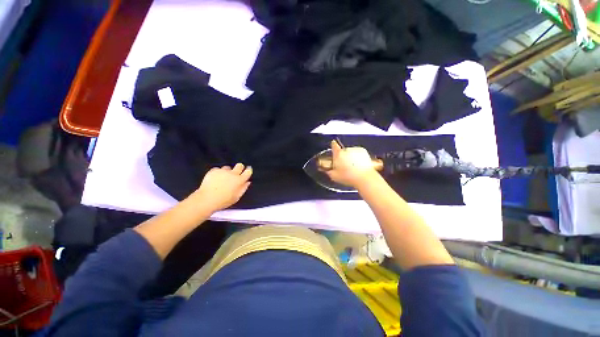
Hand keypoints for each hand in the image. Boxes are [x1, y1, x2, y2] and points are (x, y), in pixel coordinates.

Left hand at [193, 163, 251, 211]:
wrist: (207, 199)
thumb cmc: (223, 201)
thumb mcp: (236, 197)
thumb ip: (243, 188)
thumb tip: (247, 182)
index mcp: (239, 180)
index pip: (248, 171)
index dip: (249, 170)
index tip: (248, 170)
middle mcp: (233, 173)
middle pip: (239, 166)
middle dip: (240, 167)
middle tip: (237, 172)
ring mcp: (223, 171)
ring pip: (228, 168)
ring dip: (228, 171)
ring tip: (224, 178)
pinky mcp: (214, 171)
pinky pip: (218, 169)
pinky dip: (218, 173)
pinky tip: (216, 179)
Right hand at [325, 140, 378, 187]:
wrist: (364, 178)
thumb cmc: (349, 177)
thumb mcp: (334, 176)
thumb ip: (329, 171)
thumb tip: (327, 170)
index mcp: (338, 154)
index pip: (334, 145)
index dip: (333, 145)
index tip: (333, 144)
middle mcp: (346, 150)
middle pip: (342, 151)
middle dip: (343, 156)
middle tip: (343, 166)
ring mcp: (355, 150)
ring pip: (350, 152)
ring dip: (350, 157)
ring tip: (352, 167)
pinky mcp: (363, 151)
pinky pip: (358, 153)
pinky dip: (358, 157)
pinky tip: (357, 165)